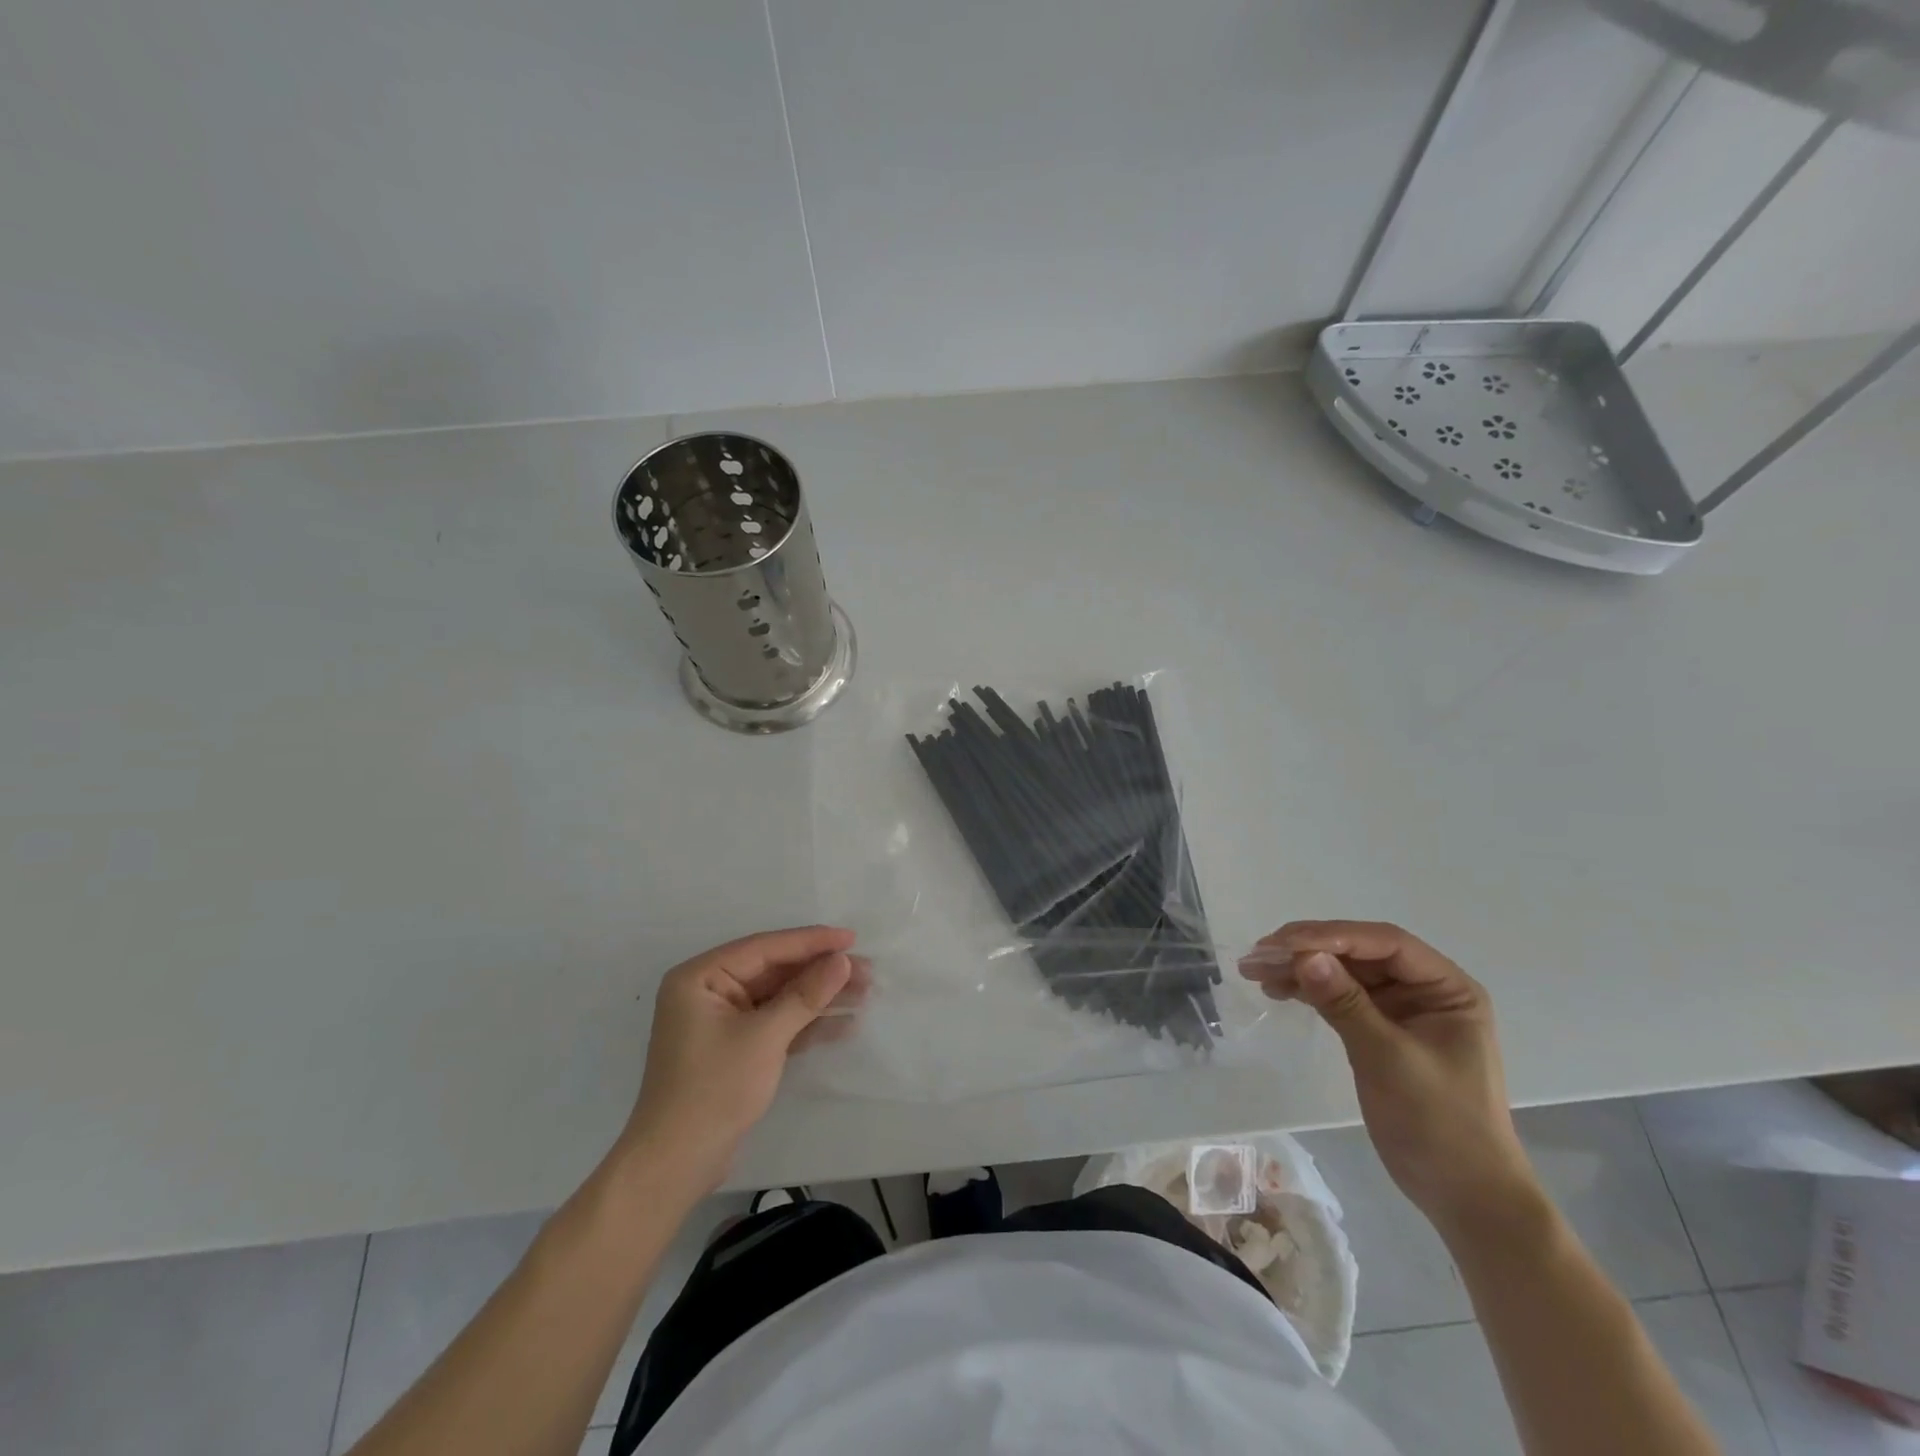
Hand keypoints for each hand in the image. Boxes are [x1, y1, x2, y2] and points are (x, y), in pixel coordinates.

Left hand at [620, 926, 866, 1193]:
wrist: (675, 1165)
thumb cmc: (714, 1089)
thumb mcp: (764, 1037)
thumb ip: (806, 995)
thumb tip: (843, 960)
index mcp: (701, 977)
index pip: (765, 947)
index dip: (811, 941)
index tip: (851, 938)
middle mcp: (710, 991)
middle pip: (775, 971)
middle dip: (821, 972)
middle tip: (868, 970)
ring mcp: (723, 1021)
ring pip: (780, 997)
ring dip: (820, 997)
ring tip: (865, 993)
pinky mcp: (736, 1048)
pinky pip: (777, 1023)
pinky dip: (807, 1023)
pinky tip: (845, 1023)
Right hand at [1240, 920, 1538, 1238]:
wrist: (1465, 1198)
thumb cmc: (1441, 1125)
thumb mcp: (1390, 1059)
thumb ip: (1346, 1004)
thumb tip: (1305, 956)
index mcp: (1447, 988)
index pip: (1384, 943)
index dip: (1332, 936)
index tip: (1283, 944)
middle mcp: (1425, 990)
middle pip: (1359, 953)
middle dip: (1308, 950)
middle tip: (1258, 955)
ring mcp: (1403, 1011)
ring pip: (1345, 973)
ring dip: (1301, 969)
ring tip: (1256, 971)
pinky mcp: (1381, 1031)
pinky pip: (1340, 997)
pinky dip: (1309, 991)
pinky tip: (1278, 990)